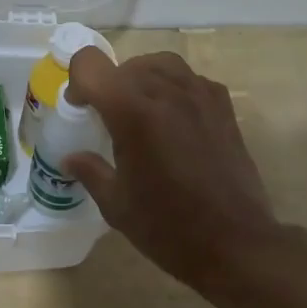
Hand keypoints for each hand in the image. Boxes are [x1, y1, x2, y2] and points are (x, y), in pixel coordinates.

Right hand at [63, 48, 298, 292]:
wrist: (235, 243)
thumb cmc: (167, 227)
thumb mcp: (116, 204)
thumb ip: (90, 171)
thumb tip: (71, 158)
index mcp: (132, 112)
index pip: (91, 65)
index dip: (78, 82)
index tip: (81, 109)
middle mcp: (166, 92)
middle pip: (126, 65)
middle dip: (109, 87)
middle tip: (108, 121)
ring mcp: (200, 96)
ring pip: (160, 64)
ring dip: (142, 80)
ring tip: (140, 114)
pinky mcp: (223, 108)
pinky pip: (190, 80)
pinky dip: (173, 89)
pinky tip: (173, 121)